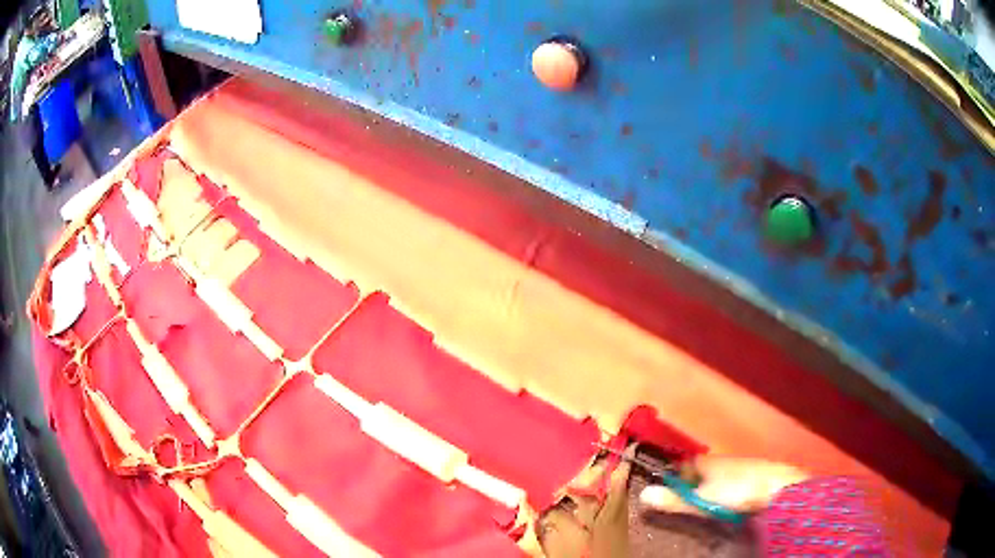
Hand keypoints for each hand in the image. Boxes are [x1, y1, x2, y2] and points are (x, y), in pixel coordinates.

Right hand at [639, 456, 809, 515]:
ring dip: (711, 487)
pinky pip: (734, 481)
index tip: (667, 490)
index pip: (684, 464)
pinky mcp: (755, 475)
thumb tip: (642, 494)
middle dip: (692, 483)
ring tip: (705, 505)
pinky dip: (727, 490)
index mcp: (707, 461)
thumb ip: (675, 499)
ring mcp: (741, 466)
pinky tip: (729, 503)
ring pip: (719, 476)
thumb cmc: (737, 491)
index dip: (675, 475)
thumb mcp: (702, 500)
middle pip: (701, 470)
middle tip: (685, 502)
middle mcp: (723, 460)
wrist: (778, 487)